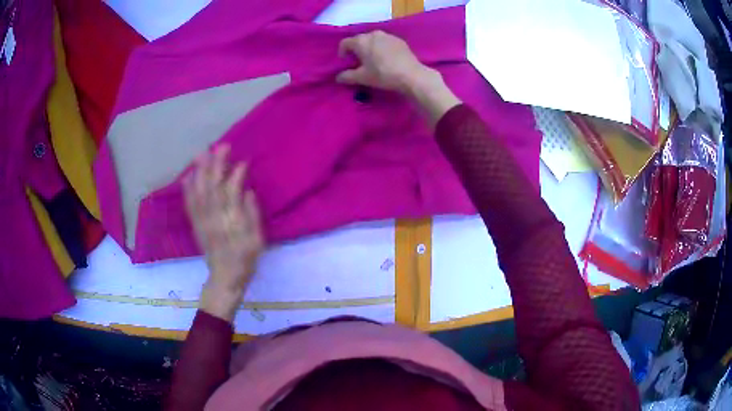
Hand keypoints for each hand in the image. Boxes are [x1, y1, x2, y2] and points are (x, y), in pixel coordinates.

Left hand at [184, 145, 264, 321]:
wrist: (225, 278)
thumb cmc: (245, 259)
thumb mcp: (257, 240)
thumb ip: (252, 215)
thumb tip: (248, 191)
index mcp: (232, 221)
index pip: (232, 191)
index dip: (236, 174)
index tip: (243, 160)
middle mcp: (214, 217)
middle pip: (213, 186)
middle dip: (216, 164)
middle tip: (221, 146)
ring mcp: (203, 221)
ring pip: (199, 192)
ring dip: (200, 171)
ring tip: (202, 154)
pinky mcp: (196, 225)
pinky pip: (189, 204)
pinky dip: (188, 189)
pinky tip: (188, 176)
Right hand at [336, 30, 433, 93]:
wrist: (411, 75)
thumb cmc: (383, 74)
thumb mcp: (362, 77)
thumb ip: (347, 76)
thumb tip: (338, 77)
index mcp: (361, 41)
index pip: (345, 43)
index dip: (342, 52)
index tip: (345, 62)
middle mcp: (373, 34)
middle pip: (359, 40)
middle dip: (356, 50)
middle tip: (359, 62)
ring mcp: (388, 36)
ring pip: (373, 40)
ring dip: (369, 48)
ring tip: (372, 60)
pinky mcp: (399, 40)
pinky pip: (385, 42)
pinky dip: (381, 48)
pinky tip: (386, 59)